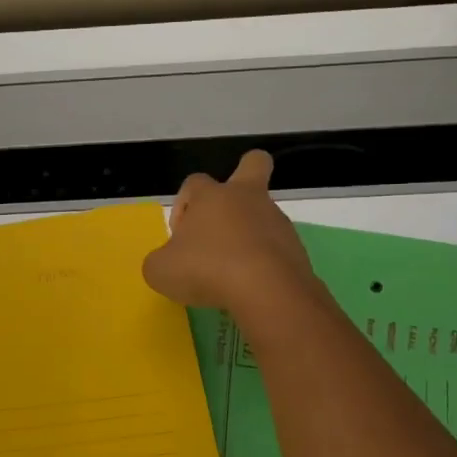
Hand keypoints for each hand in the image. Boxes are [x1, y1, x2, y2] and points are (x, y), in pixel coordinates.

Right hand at [143, 150, 317, 321]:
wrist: (266, 291)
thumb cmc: (205, 269)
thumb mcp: (161, 270)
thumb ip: (161, 261)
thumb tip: (169, 262)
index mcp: (211, 196)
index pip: (194, 183)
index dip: (183, 205)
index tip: (179, 236)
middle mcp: (247, 199)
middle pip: (254, 164)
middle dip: (245, 173)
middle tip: (229, 208)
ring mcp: (276, 222)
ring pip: (263, 214)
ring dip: (247, 234)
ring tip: (231, 273)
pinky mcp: (296, 249)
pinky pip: (276, 248)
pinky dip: (263, 262)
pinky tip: (250, 287)